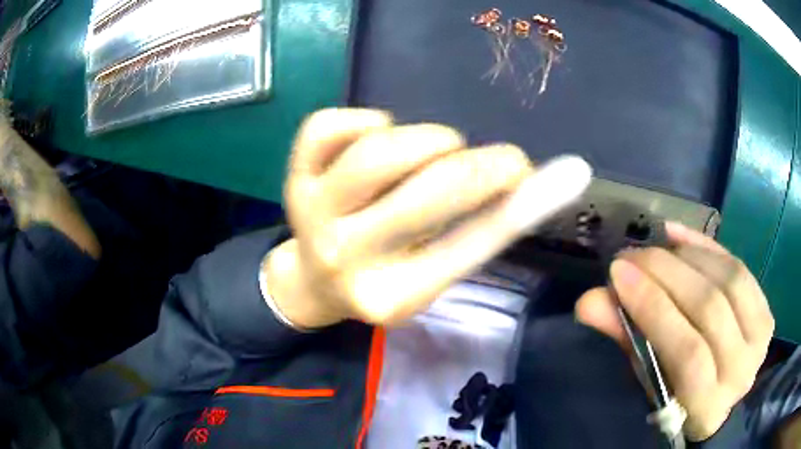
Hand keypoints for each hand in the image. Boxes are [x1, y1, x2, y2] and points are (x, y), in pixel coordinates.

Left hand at [264, 108, 591, 327]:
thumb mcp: (433, 274)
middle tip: (497, 160)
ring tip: (436, 150)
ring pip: (378, 152)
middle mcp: (347, 255)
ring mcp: (311, 213)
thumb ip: (478, 234)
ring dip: (427, 140)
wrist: (315, 282)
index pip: (466, 242)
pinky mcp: (293, 178)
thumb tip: (528, 184)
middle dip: (479, 166)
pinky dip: (366, 120)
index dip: (504, 193)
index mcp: (393, 294)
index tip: (529, 167)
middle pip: (427, 190)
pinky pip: (327, 126)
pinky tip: (379, 135)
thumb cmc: (382, 280)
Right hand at [576, 222, 773, 440]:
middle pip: (710, 308)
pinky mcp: (767, 311)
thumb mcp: (651, 380)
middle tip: (631, 254)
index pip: (687, 351)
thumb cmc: (678, 396)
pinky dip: (708, 246)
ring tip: (654, 247)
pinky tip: (679, 235)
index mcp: (708, 405)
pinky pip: (739, 267)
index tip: (618, 274)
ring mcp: (760, 338)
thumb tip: (589, 301)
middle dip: (666, 272)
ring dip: (687, 256)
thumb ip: (628, 341)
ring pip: (727, 280)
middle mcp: (742, 370)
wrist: (722, 392)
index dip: (655, 308)